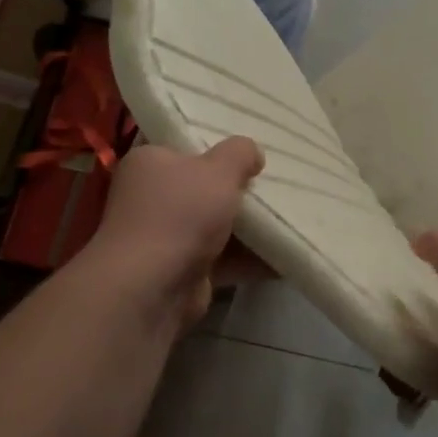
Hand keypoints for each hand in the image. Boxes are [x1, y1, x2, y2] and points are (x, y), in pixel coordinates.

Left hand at [87, 137, 265, 330]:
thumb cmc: (181, 213)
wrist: (152, 287)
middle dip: (237, 191)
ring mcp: (164, 237)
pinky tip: (283, 253)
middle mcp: (150, 198)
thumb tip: (252, 153)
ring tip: (288, 216)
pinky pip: (222, 258)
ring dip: (247, 227)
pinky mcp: (181, 271)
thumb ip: (240, 153)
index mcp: (149, 163)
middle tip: (274, 184)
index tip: (250, 154)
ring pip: (214, 225)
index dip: (217, 150)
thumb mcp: (219, 169)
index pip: (184, 149)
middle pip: (202, 188)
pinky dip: (249, 258)